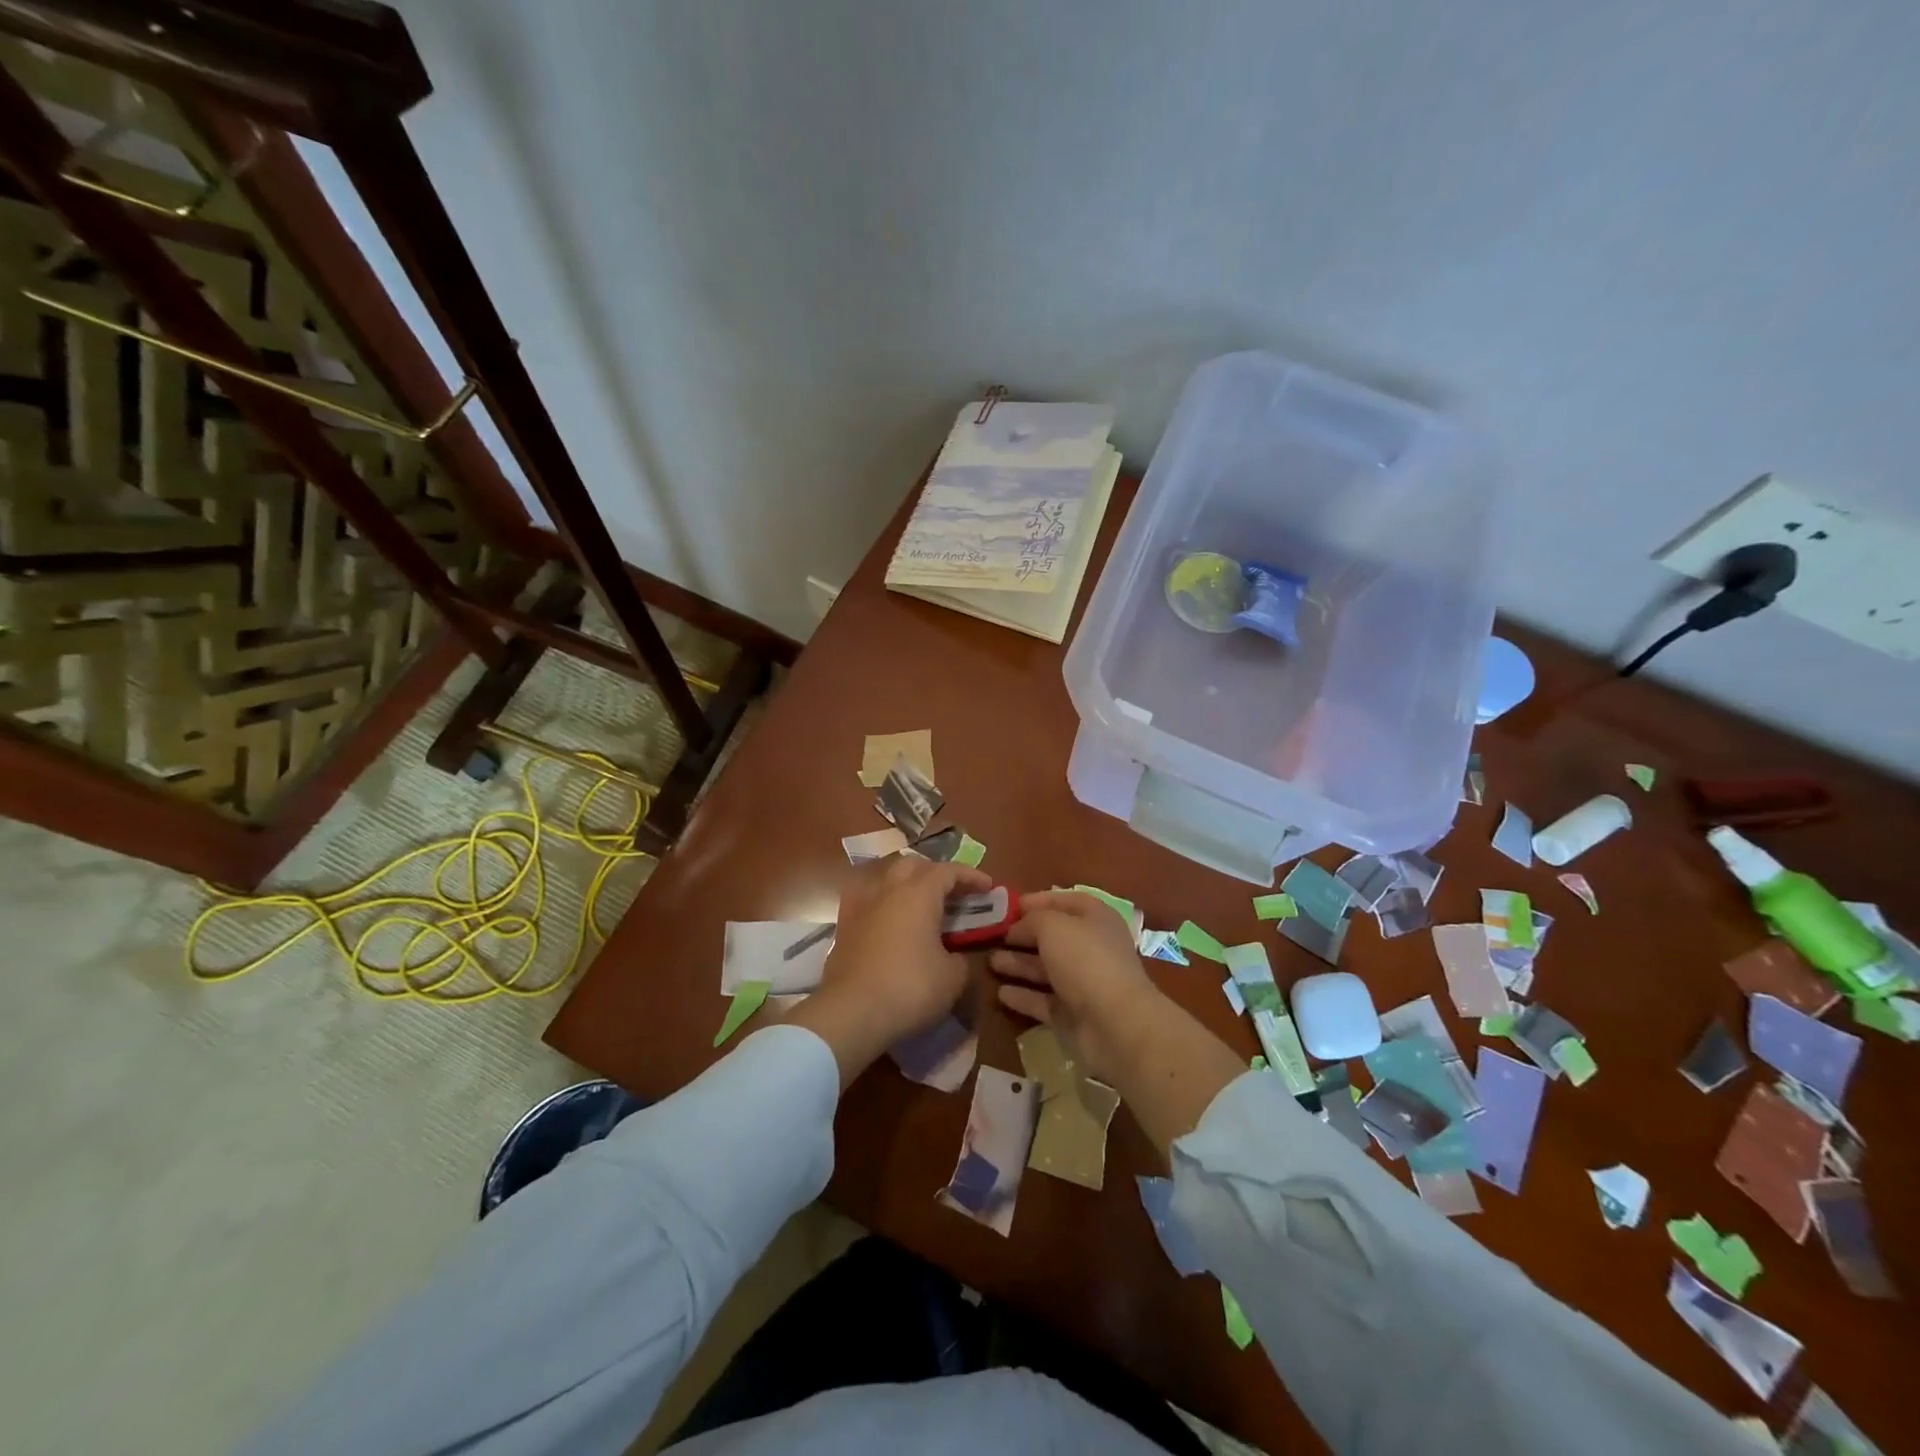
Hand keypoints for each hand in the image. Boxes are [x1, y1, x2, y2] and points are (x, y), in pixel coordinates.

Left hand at [787, 854, 990, 1085]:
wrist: (852, 1012)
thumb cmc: (910, 988)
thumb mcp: (953, 978)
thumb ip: (960, 958)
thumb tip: (954, 956)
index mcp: (919, 894)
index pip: (949, 871)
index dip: (971, 876)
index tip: (988, 887)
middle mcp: (889, 889)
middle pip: (914, 865)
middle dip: (937, 874)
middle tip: (954, 893)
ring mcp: (861, 904)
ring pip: (886, 876)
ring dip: (907, 882)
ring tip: (920, 902)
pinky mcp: (844, 924)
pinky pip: (866, 897)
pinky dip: (882, 899)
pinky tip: (888, 915)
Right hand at [990, 890, 1247, 1154]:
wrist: (1116, 1024)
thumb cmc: (1086, 961)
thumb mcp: (1054, 926)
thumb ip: (1032, 920)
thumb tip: (1018, 926)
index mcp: (1095, 919)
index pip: (1064, 901)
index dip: (1038, 901)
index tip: (1008, 906)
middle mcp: (1090, 947)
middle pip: (1052, 937)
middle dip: (1022, 935)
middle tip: (991, 935)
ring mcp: (1082, 983)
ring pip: (1045, 969)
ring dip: (1018, 964)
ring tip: (990, 962)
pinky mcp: (1072, 1014)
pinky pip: (1043, 1000)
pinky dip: (1023, 996)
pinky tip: (1000, 993)